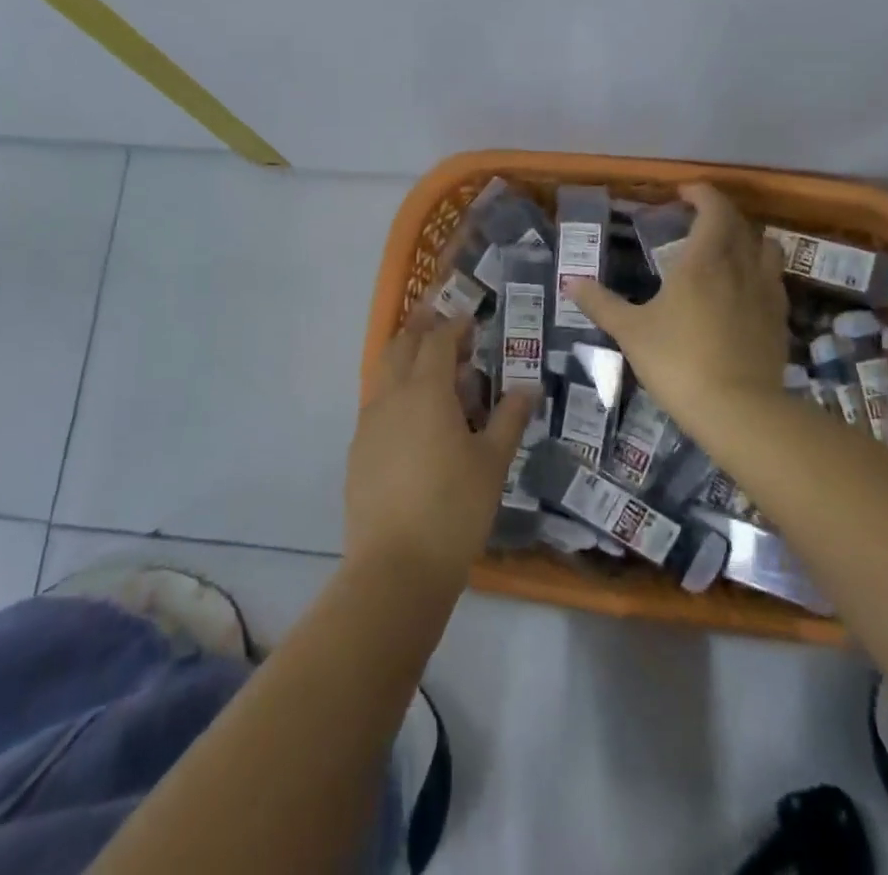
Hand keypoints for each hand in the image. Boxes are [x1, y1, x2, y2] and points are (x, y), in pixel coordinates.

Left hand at [346, 312, 536, 584]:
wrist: (395, 568)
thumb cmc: (454, 509)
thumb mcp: (492, 463)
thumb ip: (509, 418)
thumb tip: (529, 387)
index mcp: (426, 391)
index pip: (438, 340)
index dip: (455, 325)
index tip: (471, 320)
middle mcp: (391, 396)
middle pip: (402, 345)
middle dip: (422, 328)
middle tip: (445, 325)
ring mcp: (369, 423)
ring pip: (384, 372)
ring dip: (407, 359)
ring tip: (433, 368)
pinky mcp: (358, 449)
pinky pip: (377, 403)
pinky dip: (396, 392)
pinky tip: (414, 417)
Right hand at [572, 183, 788, 436]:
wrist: (738, 410)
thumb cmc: (678, 362)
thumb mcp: (631, 332)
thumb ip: (601, 303)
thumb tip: (570, 282)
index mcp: (704, 260)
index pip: (714, 209)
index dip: (702, 193)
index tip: (684, 192)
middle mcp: (741, 267)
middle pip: (741, 224)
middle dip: (721, 214)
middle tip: (697, 221)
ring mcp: (766, 293)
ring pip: (767, 249)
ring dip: (748, 240)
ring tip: (727, 251)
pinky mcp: (780, 321)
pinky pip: (774, 281)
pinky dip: (759, 273)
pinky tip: (743, 292)